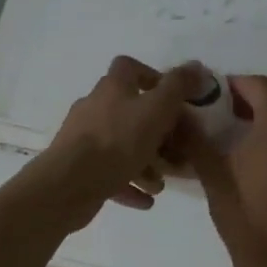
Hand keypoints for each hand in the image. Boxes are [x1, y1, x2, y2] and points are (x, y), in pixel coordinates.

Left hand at [33, 56, 199, 230]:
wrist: (70, 184)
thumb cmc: (118, 141)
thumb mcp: (157, 109)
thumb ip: (178, 86)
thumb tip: (196, 65)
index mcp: (111, 88)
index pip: (129, 67)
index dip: (152, 77)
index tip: (173, 99)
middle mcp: (94, 108)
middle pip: (129, 113)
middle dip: (155, 134)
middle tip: (174, 152)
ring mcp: (83, 140)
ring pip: (121, 147)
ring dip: (144, 164)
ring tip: (160, 184)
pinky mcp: (79, 169)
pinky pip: (110, 174)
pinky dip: (129, 184)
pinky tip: (146, 200)